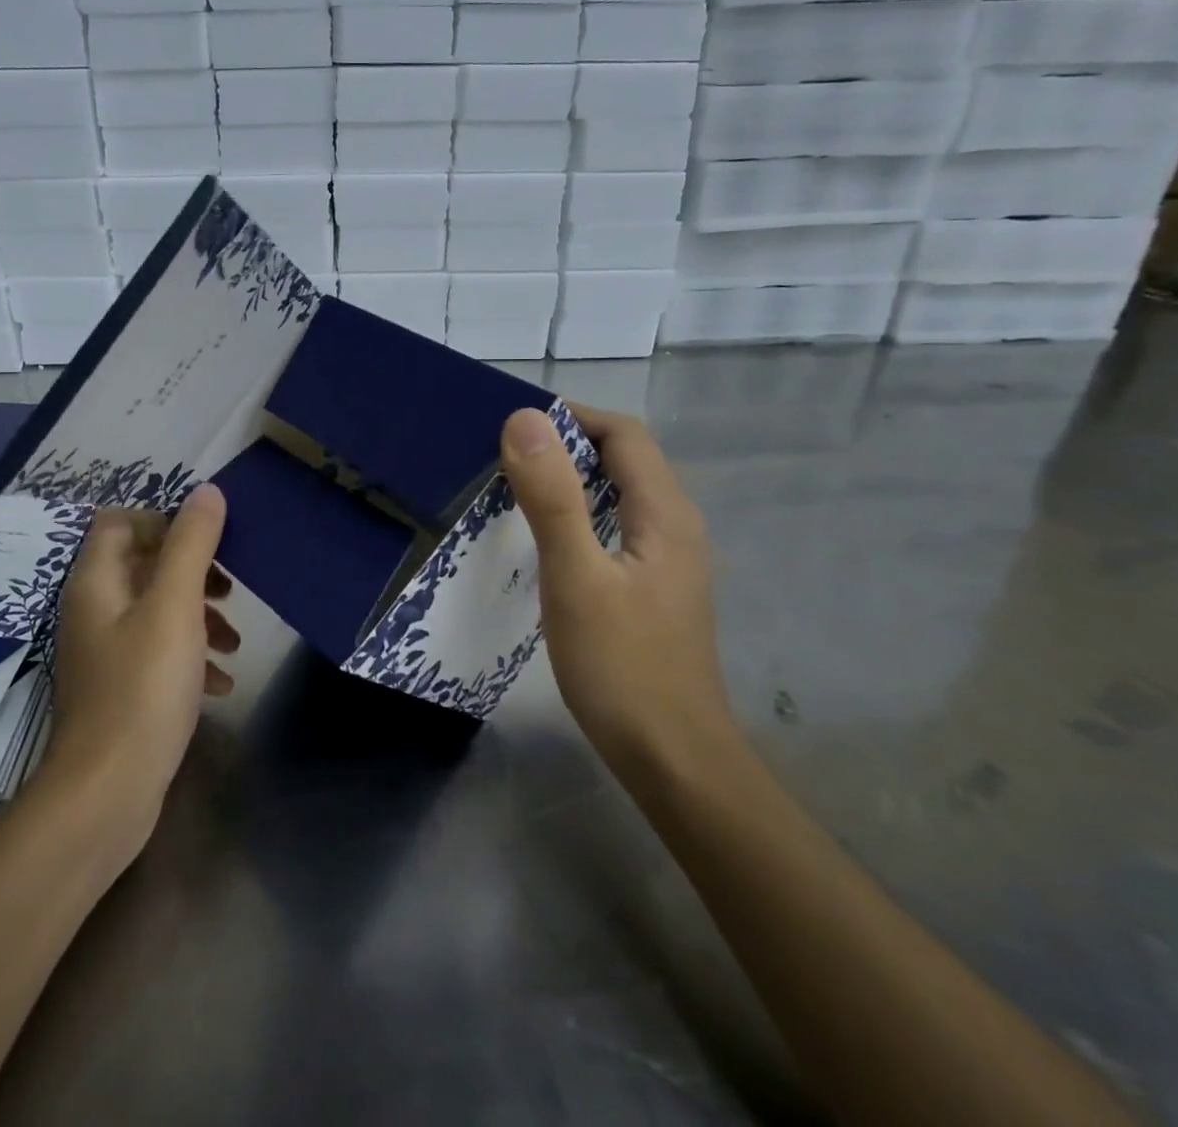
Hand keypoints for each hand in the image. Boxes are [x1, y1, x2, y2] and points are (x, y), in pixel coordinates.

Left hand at [41, 485, 236, 845]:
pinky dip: (191, 657)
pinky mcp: (122, 689)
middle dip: (192, 571)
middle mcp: (94, 611)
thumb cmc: (142, 689)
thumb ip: (192, 545)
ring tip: (234, 640)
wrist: (107, 793)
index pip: (120, 523)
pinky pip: (160, 653)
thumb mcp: (175, 607)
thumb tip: (207, 492)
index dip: (163, 521)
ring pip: (157, 611)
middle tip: (229, 588)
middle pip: (144, 565)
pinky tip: (221, 683)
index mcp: (97, 583)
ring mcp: (106, 653)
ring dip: (199, 616)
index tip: (207, 541)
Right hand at [499, 405, 732, 782]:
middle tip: (502, 457)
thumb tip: (525, 419)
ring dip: (570, 481)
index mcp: (664, 513)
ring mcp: (667, 560)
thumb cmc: (622, 667)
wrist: (672, 760)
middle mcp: (674, 526)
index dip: (572, 417)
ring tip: (514, 490)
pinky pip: (615, 527)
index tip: (513, 426)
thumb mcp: (575, 578)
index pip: (623, 434)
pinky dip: (578, 516)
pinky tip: (544, 541)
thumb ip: (552, 498)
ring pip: (618, 495)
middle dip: (565, 446)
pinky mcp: (653, 588)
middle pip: (623, 459)